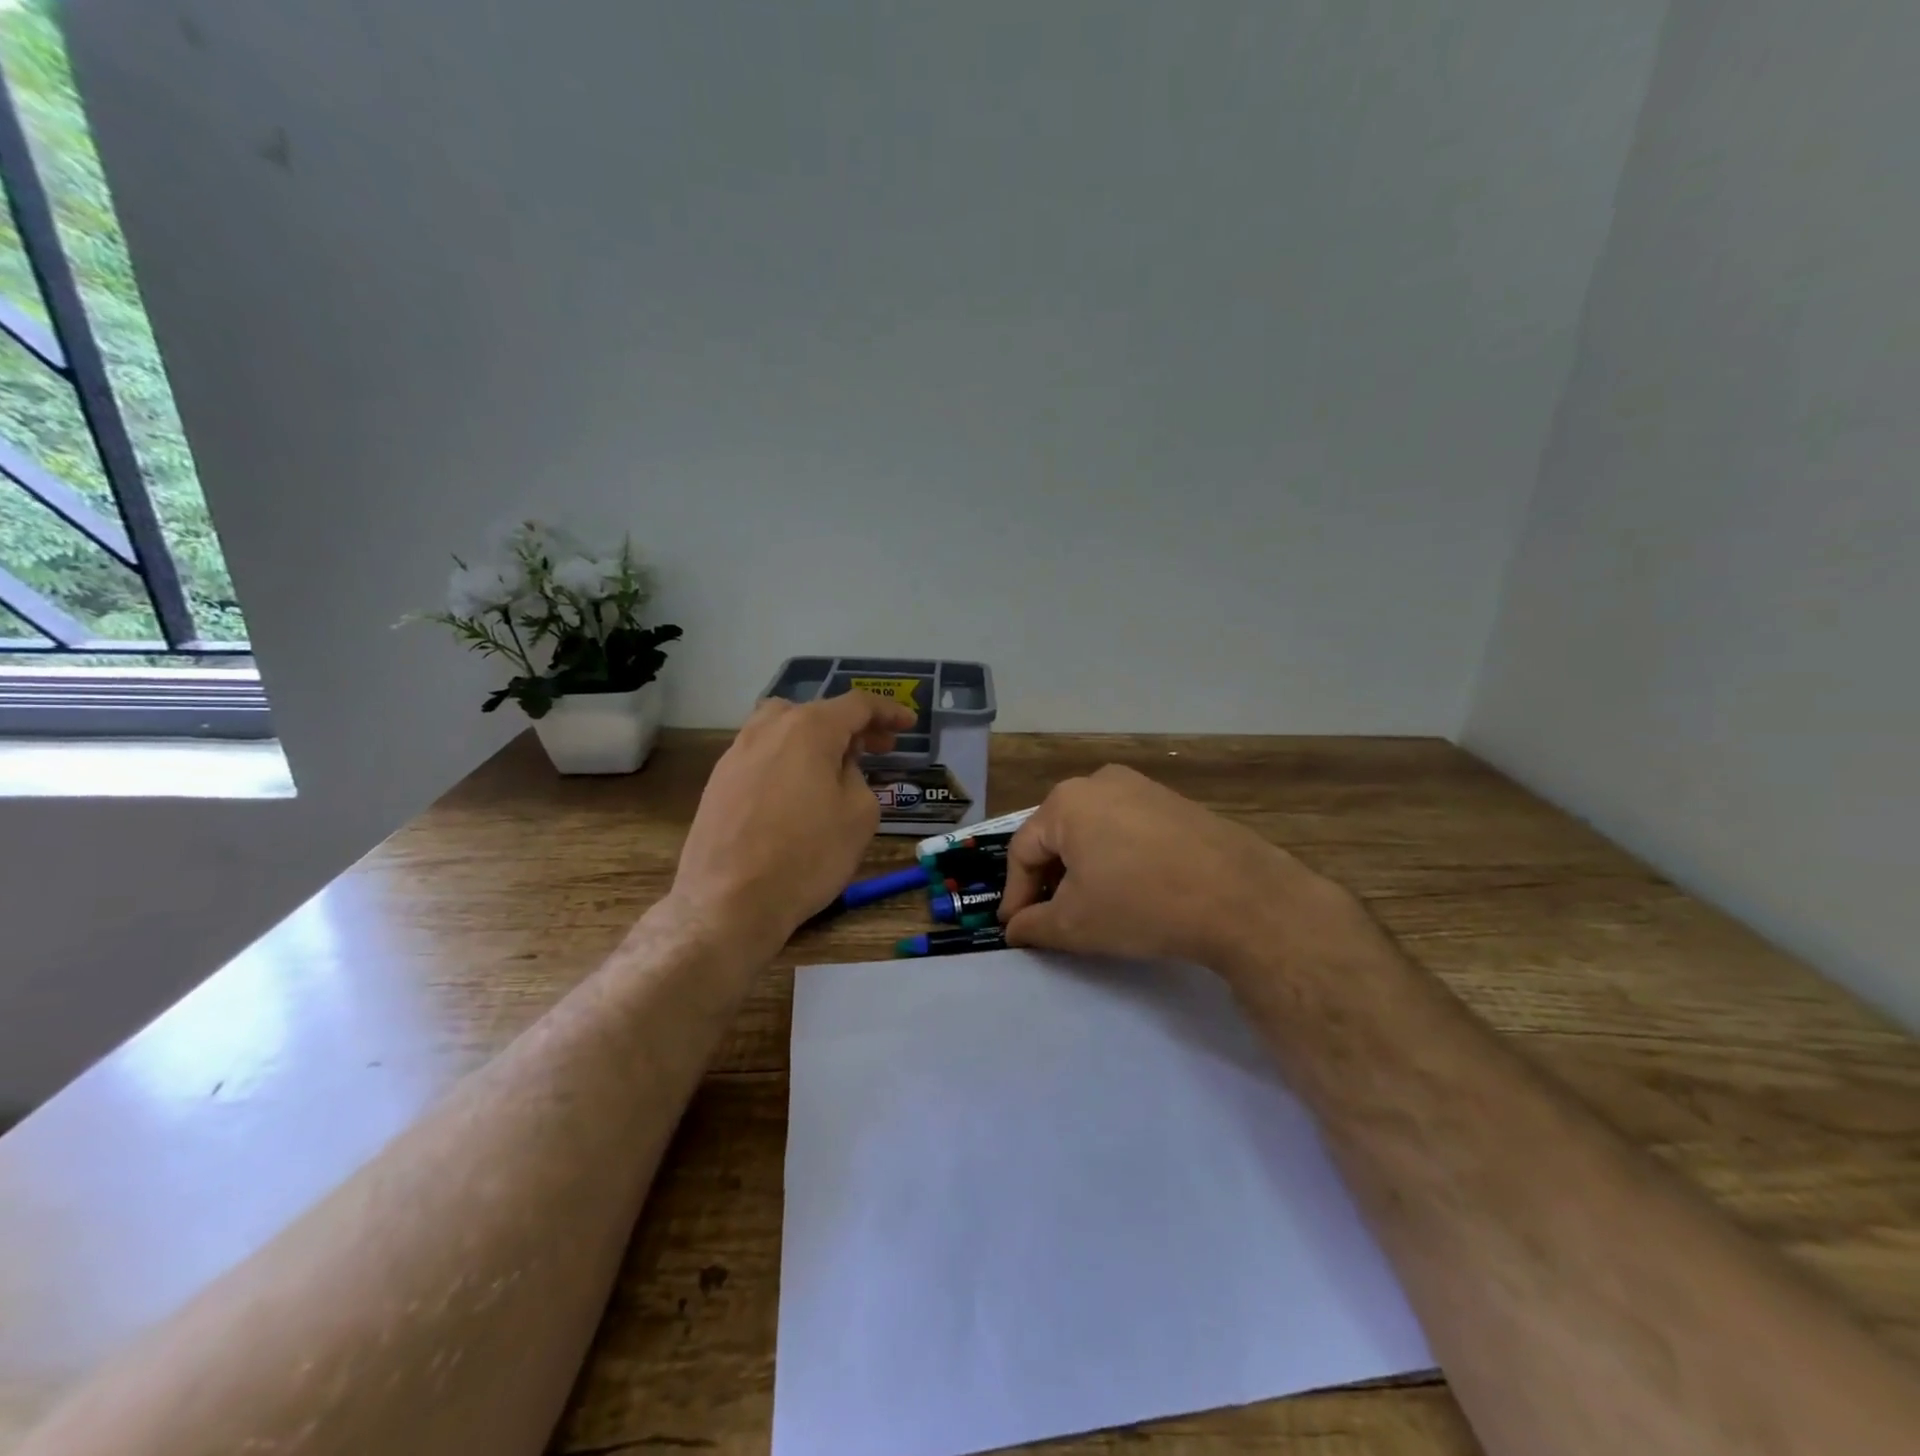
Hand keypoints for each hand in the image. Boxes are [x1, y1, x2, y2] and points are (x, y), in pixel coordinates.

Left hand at [671, 692, 915, 956]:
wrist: (728, 903)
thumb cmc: (806, 856)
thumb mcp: (859, 815)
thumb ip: (857, 776)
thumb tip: (839, 768)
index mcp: (808, 729)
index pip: (856, 705)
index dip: (888, 712)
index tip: (908, 724)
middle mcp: (767, 729)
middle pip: (817, 712)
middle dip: (853, 726)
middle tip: (880, 747)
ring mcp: (736, 753)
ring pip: (783, 728)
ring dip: (816, 738)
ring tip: (836, 765)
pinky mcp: (719, 781)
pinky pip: (763, 754)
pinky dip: (789, 758)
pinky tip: (798, 790)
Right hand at [998, 764, 1360, 984]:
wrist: (1240, 898)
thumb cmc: (1141, 904)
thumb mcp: (1075, 924)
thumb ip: (1034, 925)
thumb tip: (1016, 928)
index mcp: (1066, 802)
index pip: (1023, 850)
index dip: (1016, 893)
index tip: (1016, 928)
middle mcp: (1100, 782)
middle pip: (1058, 835)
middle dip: (1050, 879)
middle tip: (1050, 918)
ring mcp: (1142, 787)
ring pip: (1094, 831)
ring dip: (1083, 868)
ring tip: (1090, 906)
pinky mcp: (1174, 803)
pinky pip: (1128, 829)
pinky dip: (1117, 858)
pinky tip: (1131, 889)